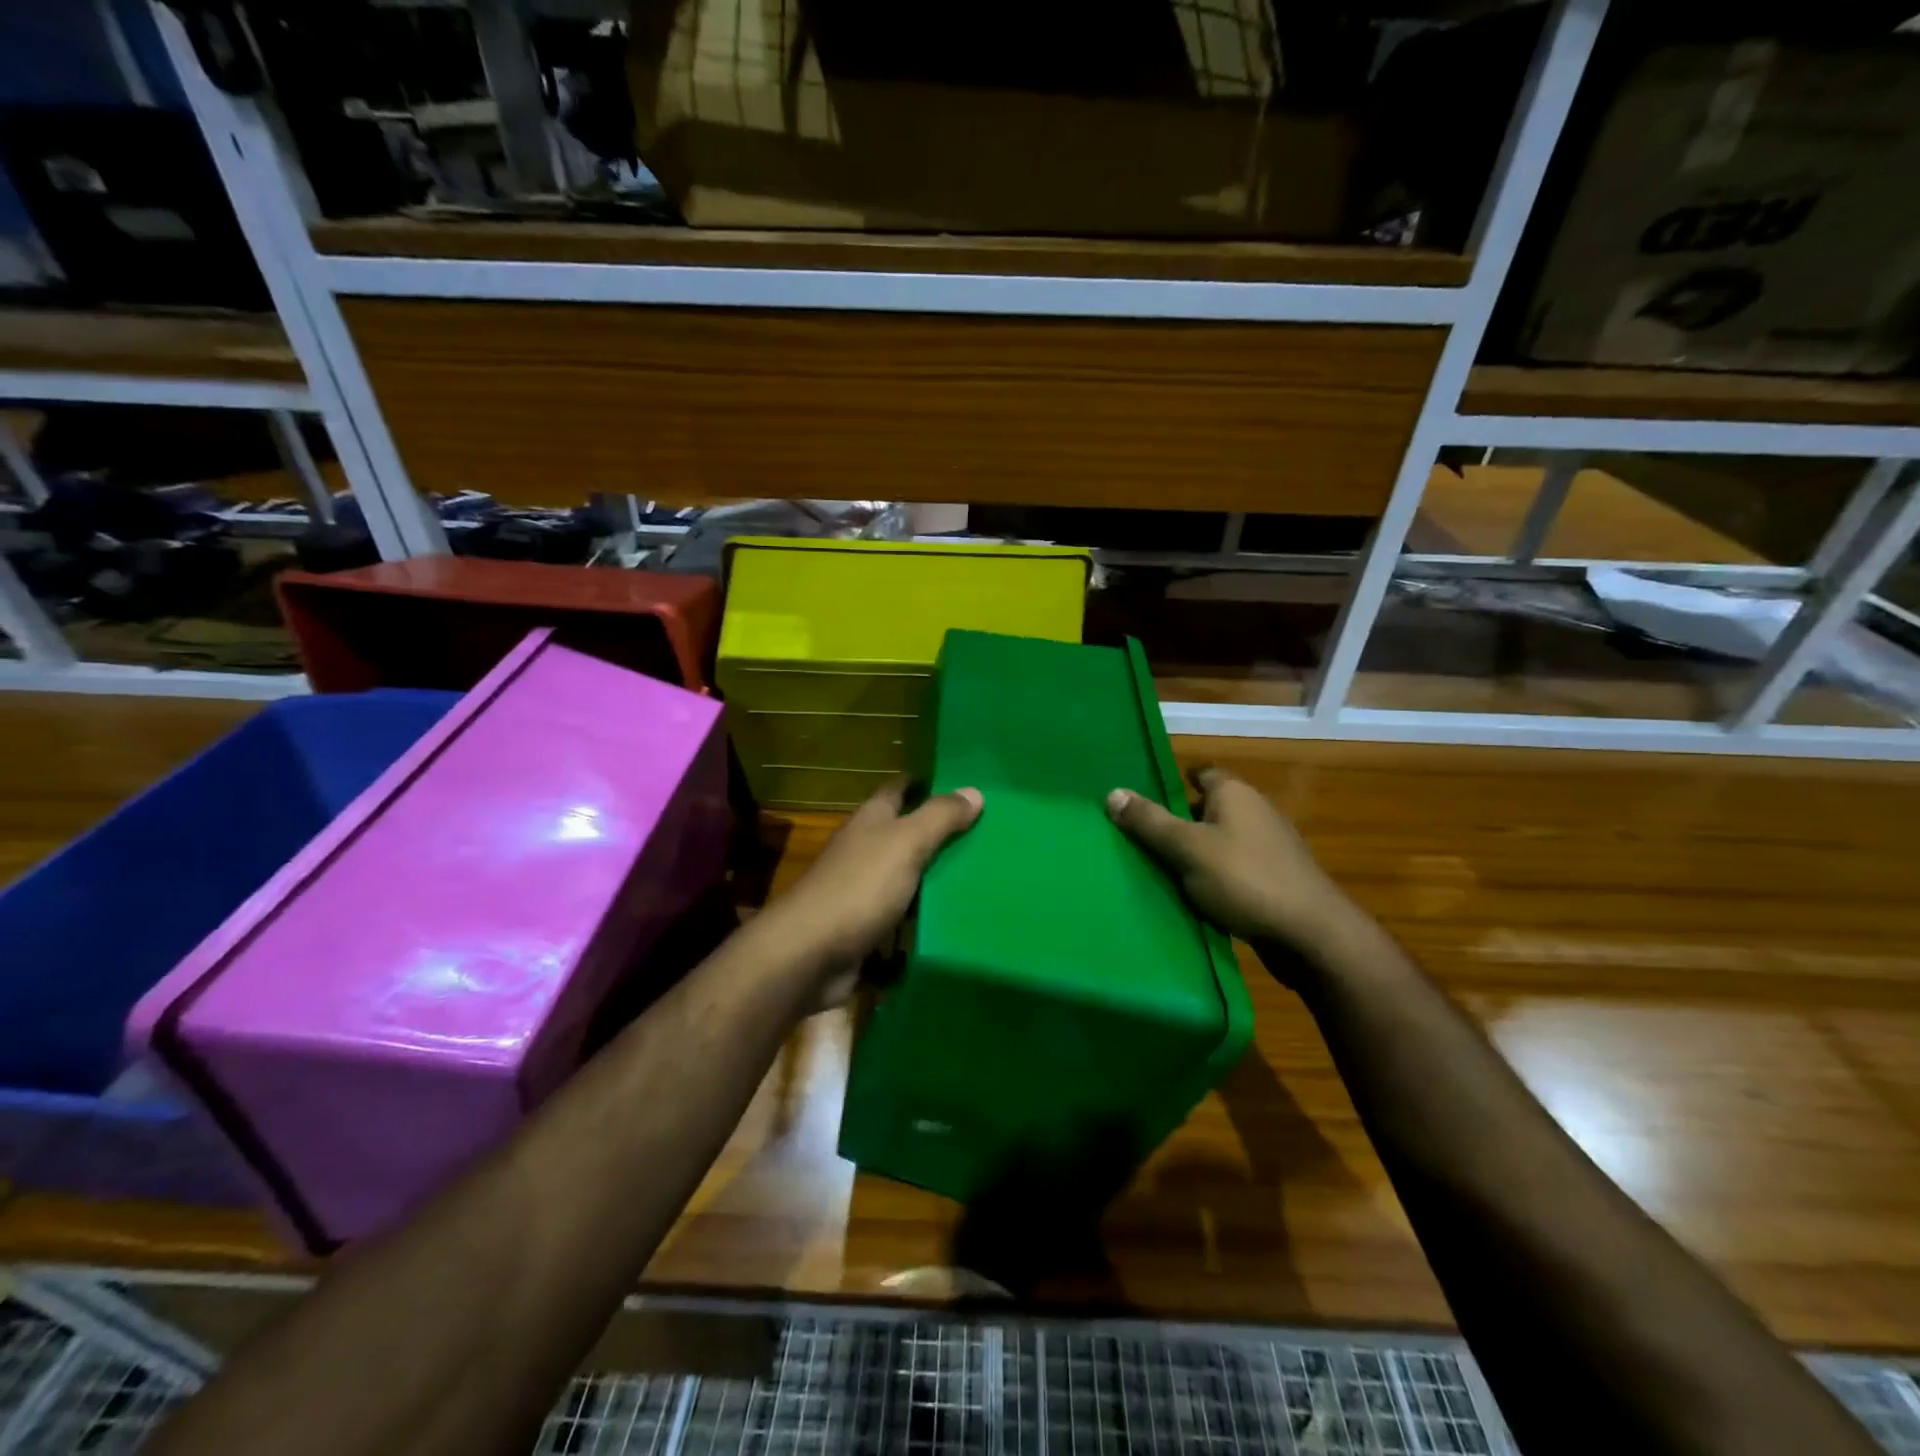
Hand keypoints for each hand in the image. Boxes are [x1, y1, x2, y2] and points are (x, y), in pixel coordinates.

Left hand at [759, 778, 983, 1007]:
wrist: (810, 954)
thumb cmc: (859, 887)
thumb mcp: (905, 843)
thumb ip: (939, 817)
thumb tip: (974, 790)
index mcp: (871, 820)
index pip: (898, 789)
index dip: (925, 782)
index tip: (961, 782)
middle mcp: (865, 849)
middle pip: (905, 833)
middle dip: (939, 831)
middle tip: (987, 832)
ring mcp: (863, 890)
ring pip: (907, 876)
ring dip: (936, 876)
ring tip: (984, 875)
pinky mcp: (866, 927)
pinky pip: (903, 916)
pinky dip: (924, 917)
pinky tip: (956, 918)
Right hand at [1106, 767, 1358, 952]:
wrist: (1312, 936)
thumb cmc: (1245, 879)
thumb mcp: (1187, 849)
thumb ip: (1149, 822)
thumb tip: (1112, 792)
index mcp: (1235, 793)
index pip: (1200, 774)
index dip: (1173, 784)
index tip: (1143, 800)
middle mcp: (1255, 812)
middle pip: (1207, 810)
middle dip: (1177, 822)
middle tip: (1139, 839)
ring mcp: (1270, 848)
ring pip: (1220, 843)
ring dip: (1195, 855)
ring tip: (1157, 871)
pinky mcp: (1276, 881)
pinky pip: (1234, 871)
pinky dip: (1214, 879)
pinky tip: (1193, 898)